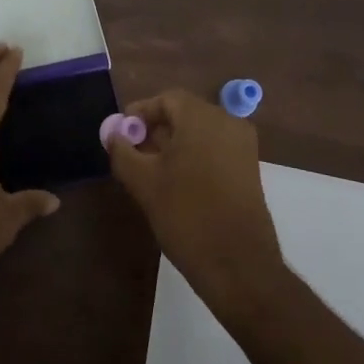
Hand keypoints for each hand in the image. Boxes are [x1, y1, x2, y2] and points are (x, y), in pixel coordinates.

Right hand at [104, 89, 286, 312]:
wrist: (238, 264)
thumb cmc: (186, 215)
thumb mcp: (143, 182)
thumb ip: (122, 152)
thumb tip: (113, 134)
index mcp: (202, 117)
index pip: (166, 99)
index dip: (140, 113)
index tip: (122, 133)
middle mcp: (228, 122)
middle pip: (185, 113)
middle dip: (156, 129)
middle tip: (133, 153)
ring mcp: (243, 145)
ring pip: (200, 132)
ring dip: (174, 143)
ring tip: (152, 170)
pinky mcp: (250, 168)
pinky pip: (216, 148)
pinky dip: (194, 155)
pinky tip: (178, 182)